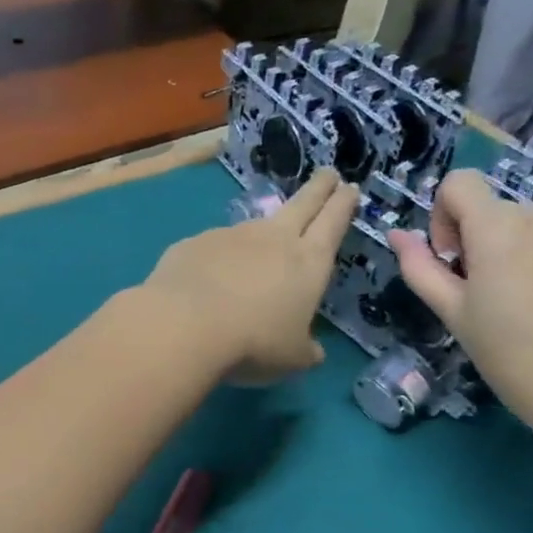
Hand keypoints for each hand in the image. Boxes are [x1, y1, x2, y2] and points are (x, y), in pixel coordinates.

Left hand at [141, 169, 357, 384]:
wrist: (184, 324)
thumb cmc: (253, 343)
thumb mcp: (292, 358)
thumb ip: (305, 349)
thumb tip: (313, 351)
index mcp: (308, 262)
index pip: (333, 222)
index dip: (342, 203)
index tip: (349, 187)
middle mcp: (272, 239)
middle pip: (302, 204)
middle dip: (318, 188)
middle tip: (327, 173)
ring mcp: (230, 236)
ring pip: (253, 227)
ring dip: (261, 233)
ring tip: (257, 252)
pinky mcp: (193, 243)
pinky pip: (212, 247)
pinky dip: (216, 257)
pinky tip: (207, 279)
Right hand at [388, 170, 532, 445]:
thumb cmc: (510, 356)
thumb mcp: (453, 313)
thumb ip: (420, 267)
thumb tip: (397, 234)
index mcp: (499, 228)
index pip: (459, 183)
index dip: (444, 215)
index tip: (454, 260)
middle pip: (496, 211)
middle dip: (484, 242)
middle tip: (491, 297)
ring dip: (521, 251)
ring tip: (531, 304)